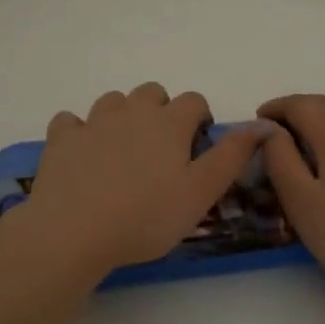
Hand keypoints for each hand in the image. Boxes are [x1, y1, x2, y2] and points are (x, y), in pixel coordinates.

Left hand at [10, 84, 270, 280]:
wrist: (75, 231)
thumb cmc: (146, 216)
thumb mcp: (201, 192)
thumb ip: (232, 156)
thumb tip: (263, 125)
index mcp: (169, 123)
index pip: (193, 101)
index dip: (199, 119)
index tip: (197, 146)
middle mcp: (131, 111)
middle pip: (151, 92)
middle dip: (161, 111)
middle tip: (161, 150)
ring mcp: (92, 122)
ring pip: (113, 101)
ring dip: (122, 116)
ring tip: (123, 152)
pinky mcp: (61, 139)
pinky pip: (71, 121)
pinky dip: (80, 131)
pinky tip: (82, 154)